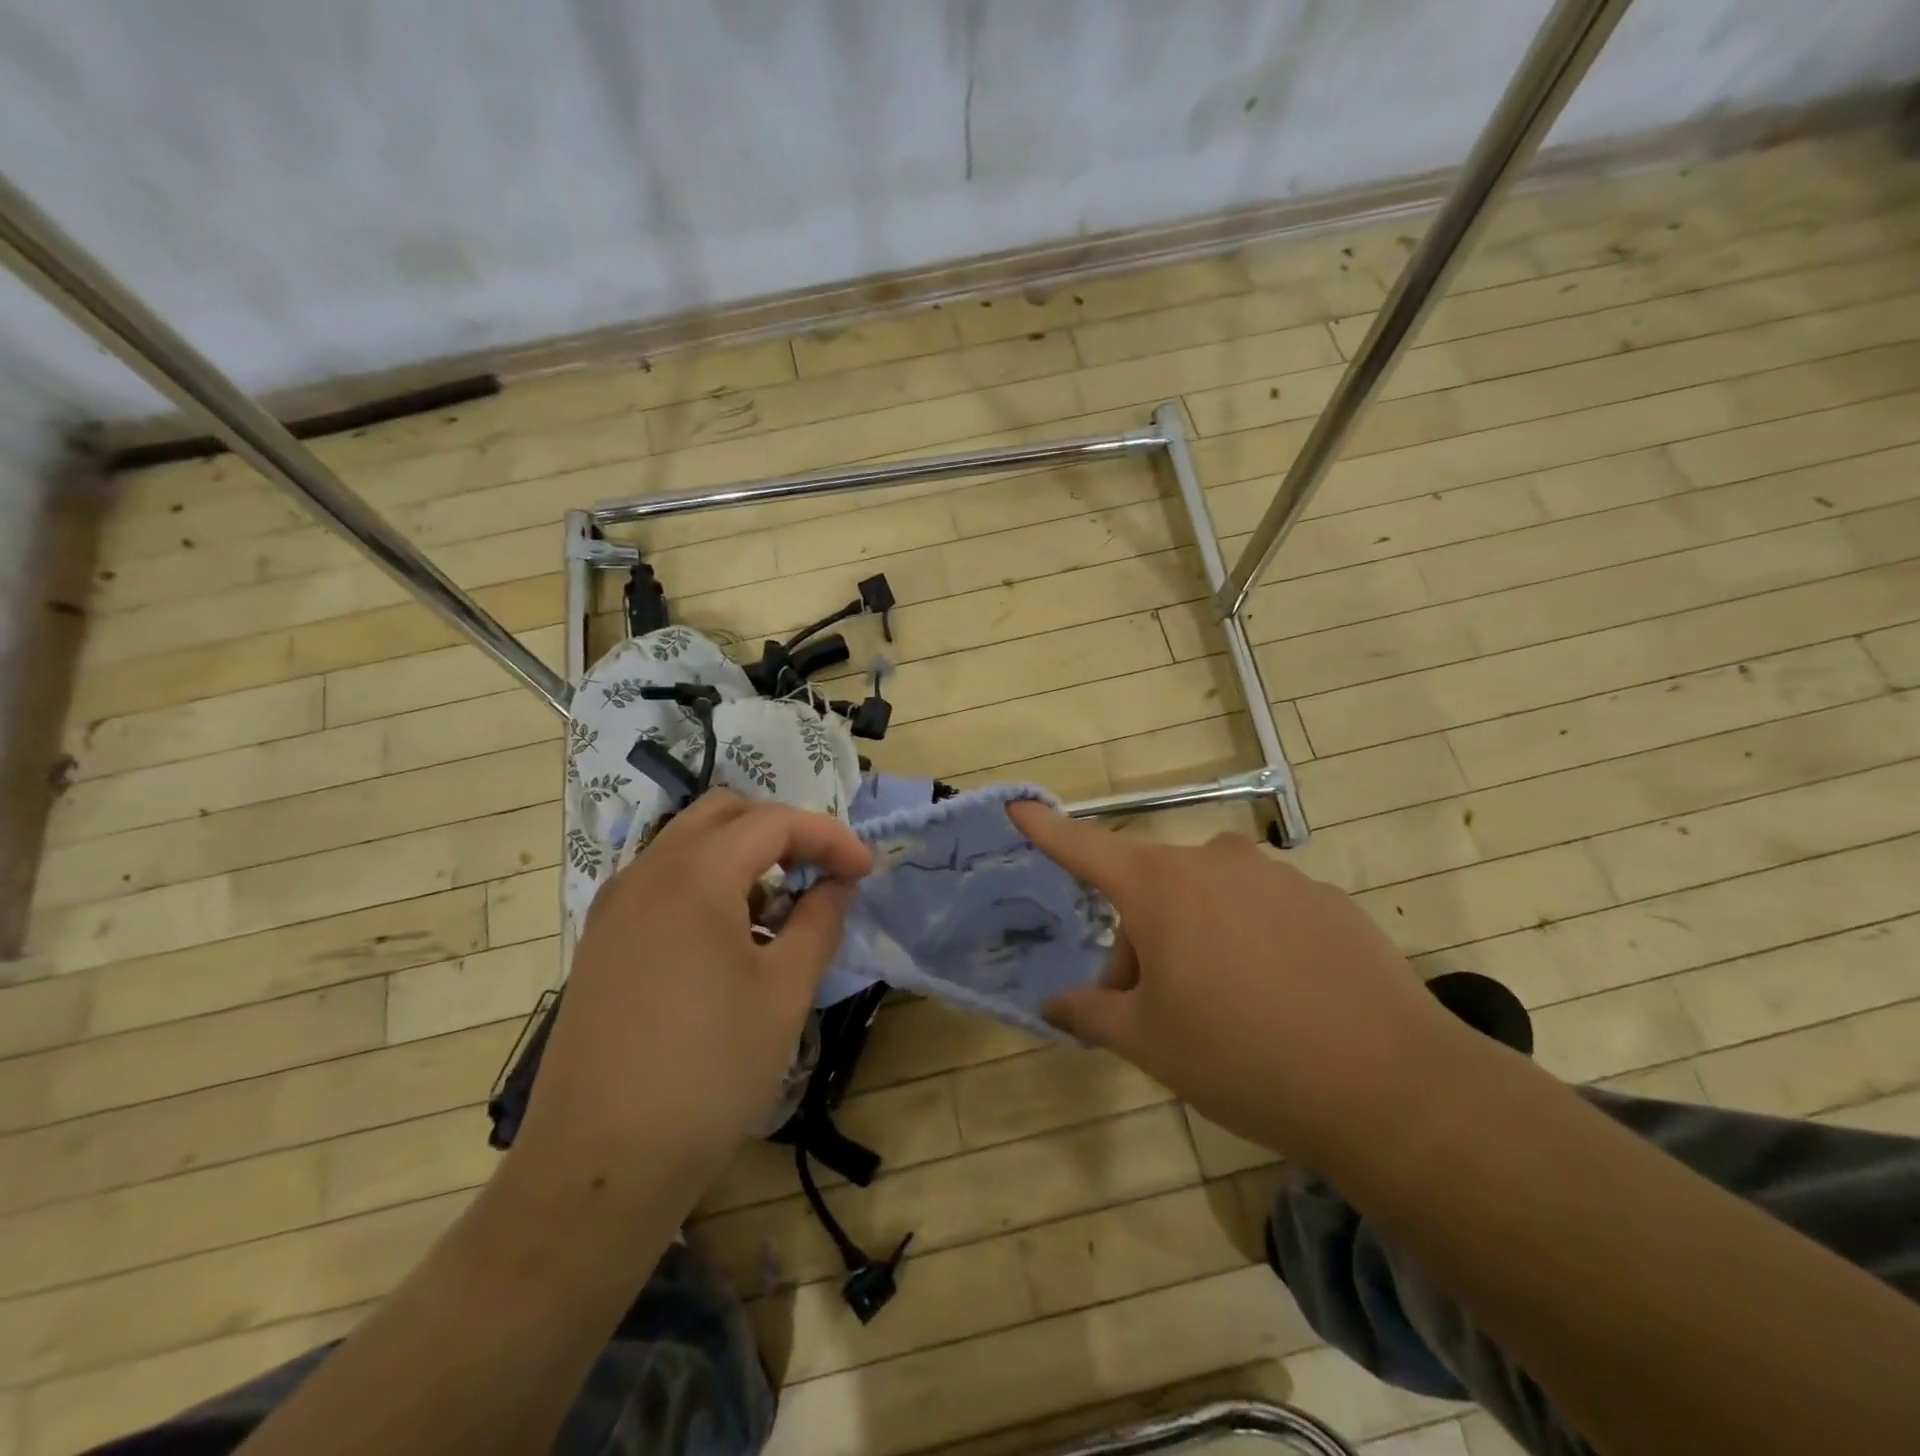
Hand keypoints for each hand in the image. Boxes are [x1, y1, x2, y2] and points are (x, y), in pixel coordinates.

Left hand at [505, 792, 871, 1232]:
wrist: (598, 1166)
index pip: (773, 822)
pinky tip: (731, 941)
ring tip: (779, 912)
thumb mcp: (784, 993)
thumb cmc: (708, 1072)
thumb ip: (819, 921)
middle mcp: (646, 873)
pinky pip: (664, 882)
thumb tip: (838, 883)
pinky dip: (708, 884)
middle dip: (782, 831)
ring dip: (743, 857)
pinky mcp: (602, 942)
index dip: (829, 837)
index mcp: (693, 876)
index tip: (866, 871)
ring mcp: (614, 907)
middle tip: (820, 874)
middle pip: (724, 814)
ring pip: (689, 844)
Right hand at [1007, 802, 1479, 1173]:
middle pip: (1152, 891)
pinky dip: (1252, 942)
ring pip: (1208, 900)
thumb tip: (1052, 1004)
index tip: (1019, 806)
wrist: (1389, 1086)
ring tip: (1226, 1011)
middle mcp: (1214, 863)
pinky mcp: (1325, 899)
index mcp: (1160, 887)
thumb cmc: (1240, 1056)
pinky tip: (1282, 1001)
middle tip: (1157, 1011)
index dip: (1047, 830)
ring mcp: (1276, 876)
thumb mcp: (1148, 1042)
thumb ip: (1091, 1013)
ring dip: (1197, 940)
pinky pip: (1263, 911)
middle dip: (1141, 942)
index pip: (1086, 849)